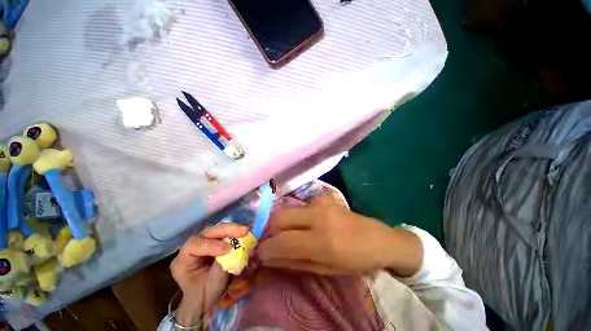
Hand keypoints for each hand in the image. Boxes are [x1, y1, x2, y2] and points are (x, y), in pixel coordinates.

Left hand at [170, 223, 248, 325]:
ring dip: (232, 229)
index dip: (212, 245)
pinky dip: (234, 233)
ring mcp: (203, 243)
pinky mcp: (214, 242)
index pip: (194, 245)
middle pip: (207, 232)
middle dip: (226, 230)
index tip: (228, 249)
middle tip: (244, 231)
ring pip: (216, 230)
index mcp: (182, 260)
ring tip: (245, 231)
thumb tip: (236, 249)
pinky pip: (224, 233)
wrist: (205, 300)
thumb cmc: (205, 295)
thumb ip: (223, 265)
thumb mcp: (213, 284)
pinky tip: (244, 234)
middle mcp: (191, 248)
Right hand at [258, 196, 422, 275]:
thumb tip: (269, 257)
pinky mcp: (323, 197)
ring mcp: (321, 202)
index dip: (266, 249)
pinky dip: (296, 216)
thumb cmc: (355, 260)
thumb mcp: (325, 269)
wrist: (379, 239)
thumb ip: (294, 261)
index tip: (260, 254)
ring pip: (287, 209)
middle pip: (278, 217)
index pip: (282, 242)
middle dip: (269, 230)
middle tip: (272, 241)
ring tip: (289, 233)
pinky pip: (300, 206)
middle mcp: (318, 216)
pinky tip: (306, 223)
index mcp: (322, 241)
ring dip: (281, 223)